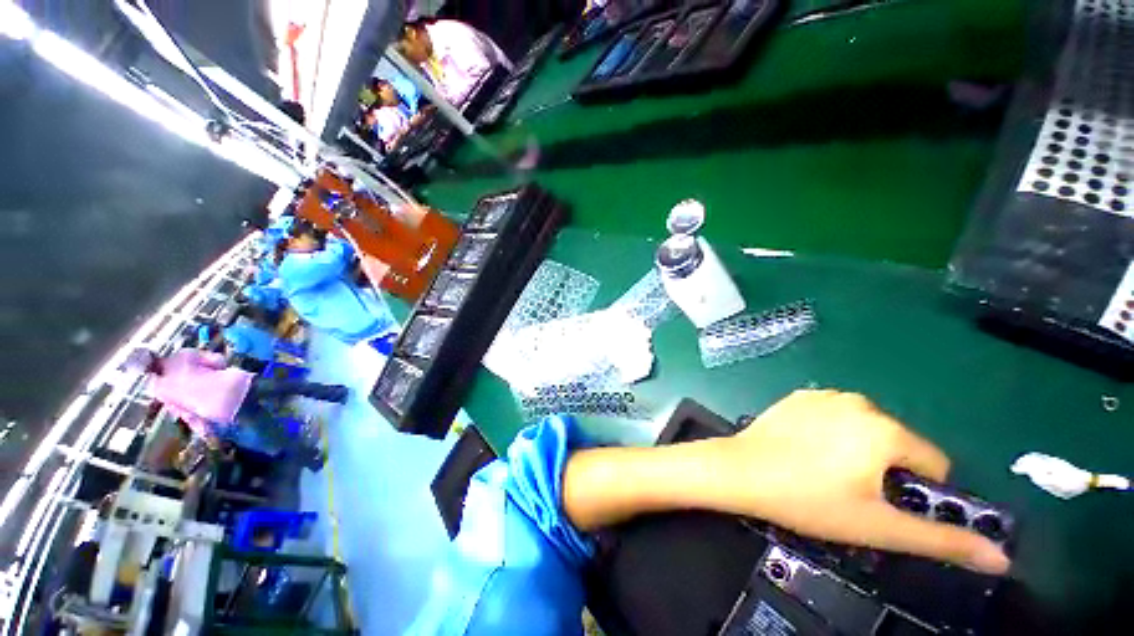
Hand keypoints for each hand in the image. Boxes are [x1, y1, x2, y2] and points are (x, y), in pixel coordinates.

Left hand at [563, 390, 1009, 575]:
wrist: (740, 470)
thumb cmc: (808, 500)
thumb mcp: (879, 526)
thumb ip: (943, 540)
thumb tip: (1001, 558)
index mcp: (885, 428)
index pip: (933, 464)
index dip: (916, 491)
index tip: (881, 505)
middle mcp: (859, 402)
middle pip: (898, 444)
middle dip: (886, 470)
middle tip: (847, 490)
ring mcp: (824, 395)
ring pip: (866, 430)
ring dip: (859, 452)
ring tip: (824, 471)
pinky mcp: (798, 396)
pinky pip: (834, 418)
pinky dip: (832, 434)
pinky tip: (805, 450)